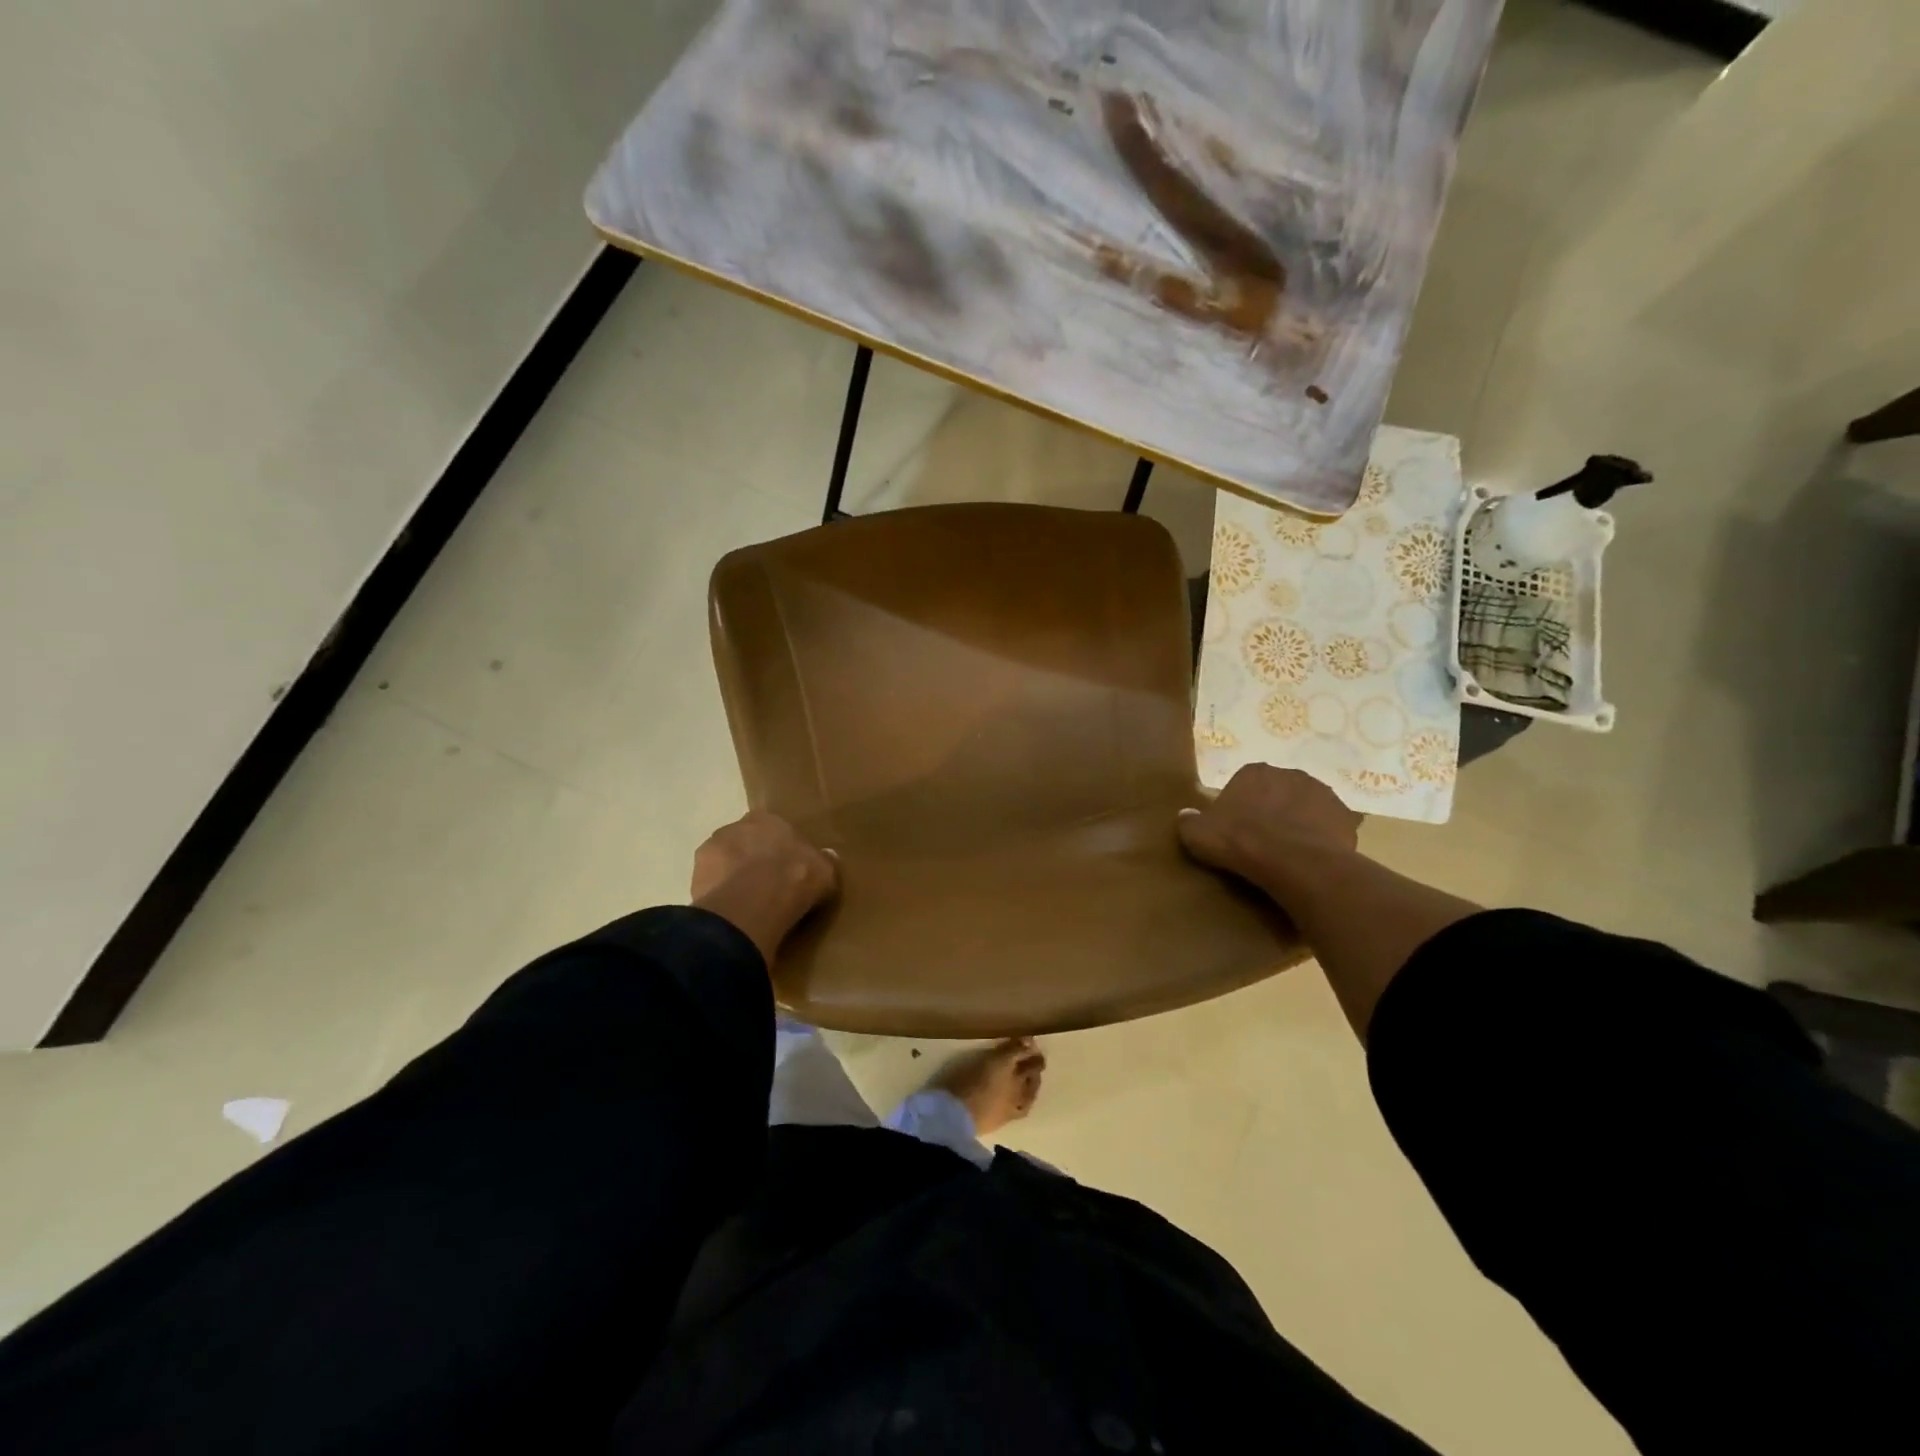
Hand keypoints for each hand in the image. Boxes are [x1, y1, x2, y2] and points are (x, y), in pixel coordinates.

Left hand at [690, 812, 837, 964]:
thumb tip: (827, 857)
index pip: (772, 828)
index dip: (779, 848)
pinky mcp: (694, 879)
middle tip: (767, 886)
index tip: (787, 867)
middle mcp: (734, 827)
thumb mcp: (825, 870)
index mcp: (766, 818)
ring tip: (748, 905)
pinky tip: (733, 915)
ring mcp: (710, 852)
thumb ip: (823, 861)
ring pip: (724, 864)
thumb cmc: (795, 876)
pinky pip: (712, 887)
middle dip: (752, 860)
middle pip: (744, 843)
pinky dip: (720, 898)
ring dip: (732, 878)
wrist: (754, 903)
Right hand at [1177, 764, 1360, 889]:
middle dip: (1273, 810)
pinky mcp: (1346, 817)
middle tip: (1263, 841)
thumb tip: (1185, 815)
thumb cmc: (1240, 842)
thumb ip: (1189, 822)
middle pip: (1278, 792)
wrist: (1293, 863)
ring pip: (1307, 807)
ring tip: (1290, 852)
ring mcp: (1323, 793)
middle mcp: (1290, 774)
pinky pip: (1331, 826)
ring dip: (1300, 822)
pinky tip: (1313, 857)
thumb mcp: (1199, 834)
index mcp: (1255, 772)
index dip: (1241, 807)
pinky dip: (1323, 838)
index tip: (1236, 830)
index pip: (1245, 784)